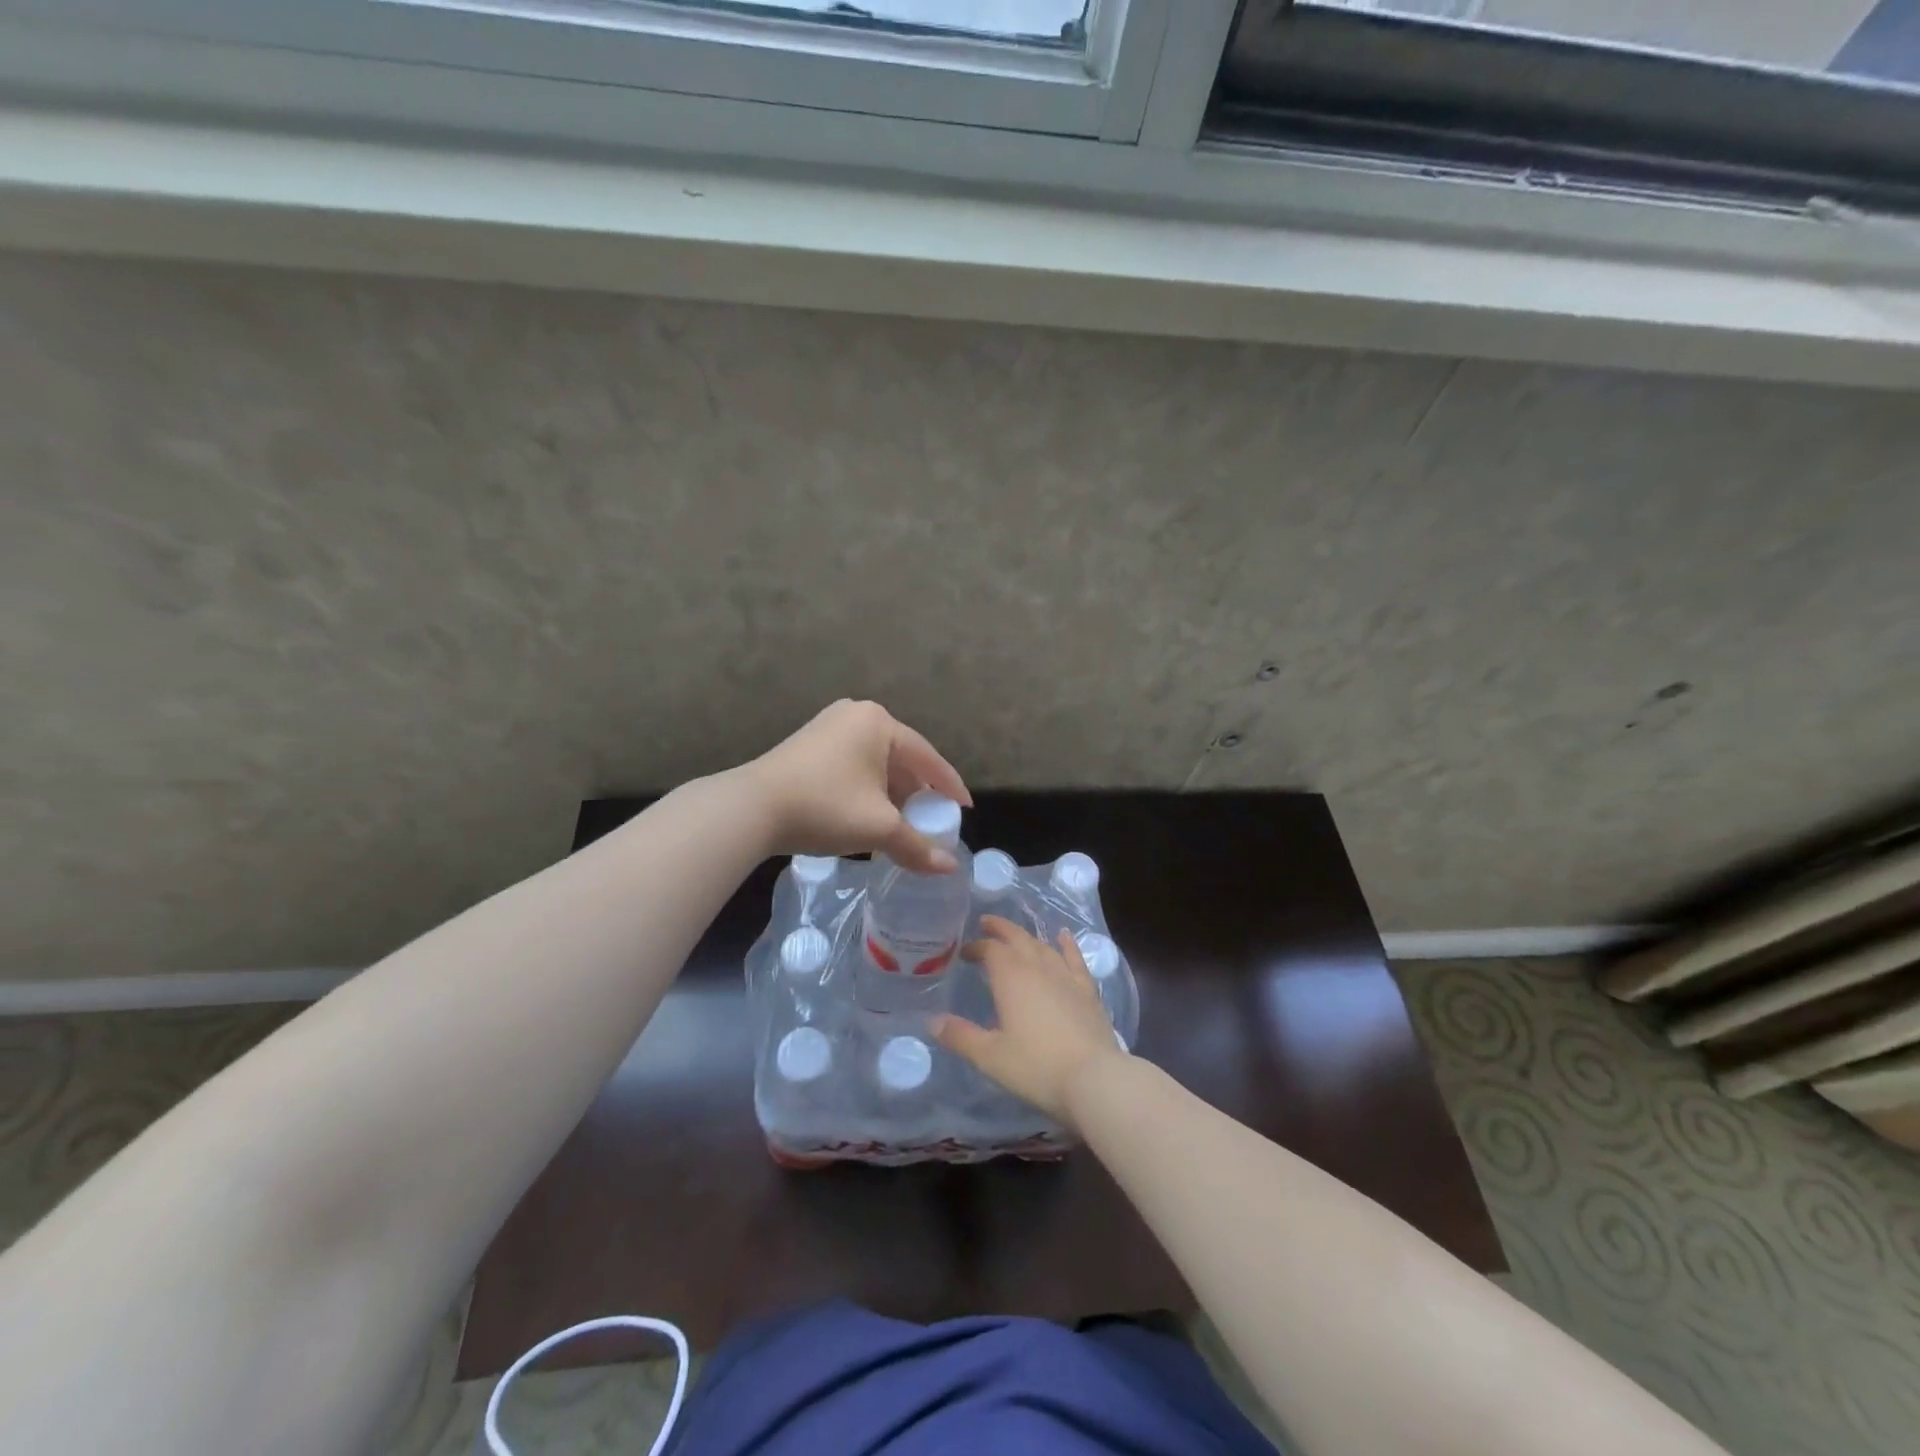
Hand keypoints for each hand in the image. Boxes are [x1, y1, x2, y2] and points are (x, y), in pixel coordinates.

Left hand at [745, 700, 971, 873]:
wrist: (751, 809)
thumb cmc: (825, 807)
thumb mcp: (878, 828)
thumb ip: (917, 846)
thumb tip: (949, 868)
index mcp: (879, 723)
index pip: (927, 757)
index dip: (949, 786)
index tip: (964, 809)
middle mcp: (856, 715)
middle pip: (901, 758)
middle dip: (917, 792)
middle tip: (931, 820)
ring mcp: (829, 726)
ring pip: (875, 763)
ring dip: (891, 794)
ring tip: (902, 823)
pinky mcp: (808, 744)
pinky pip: (853, 765)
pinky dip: (867, 789)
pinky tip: (869, 814)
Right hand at [933, 916, 1126, 1126]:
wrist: (1094, 1078)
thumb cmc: (1036, 1066)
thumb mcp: (990, 1056)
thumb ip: (961, 1036)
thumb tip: (933, 1022)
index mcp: (1011, 978)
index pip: (990, 950)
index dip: (976, 947)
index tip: (964, 952)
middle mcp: (1038, 968)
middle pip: (1017, 938)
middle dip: (1000, 929)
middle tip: (986, 923)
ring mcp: (1066, 977)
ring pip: (1043, 946)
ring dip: (1027, 936)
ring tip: (1017, 935)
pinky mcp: (1087, 991)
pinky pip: (1075, 959)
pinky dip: (1067, 945)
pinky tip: (1064, 937)